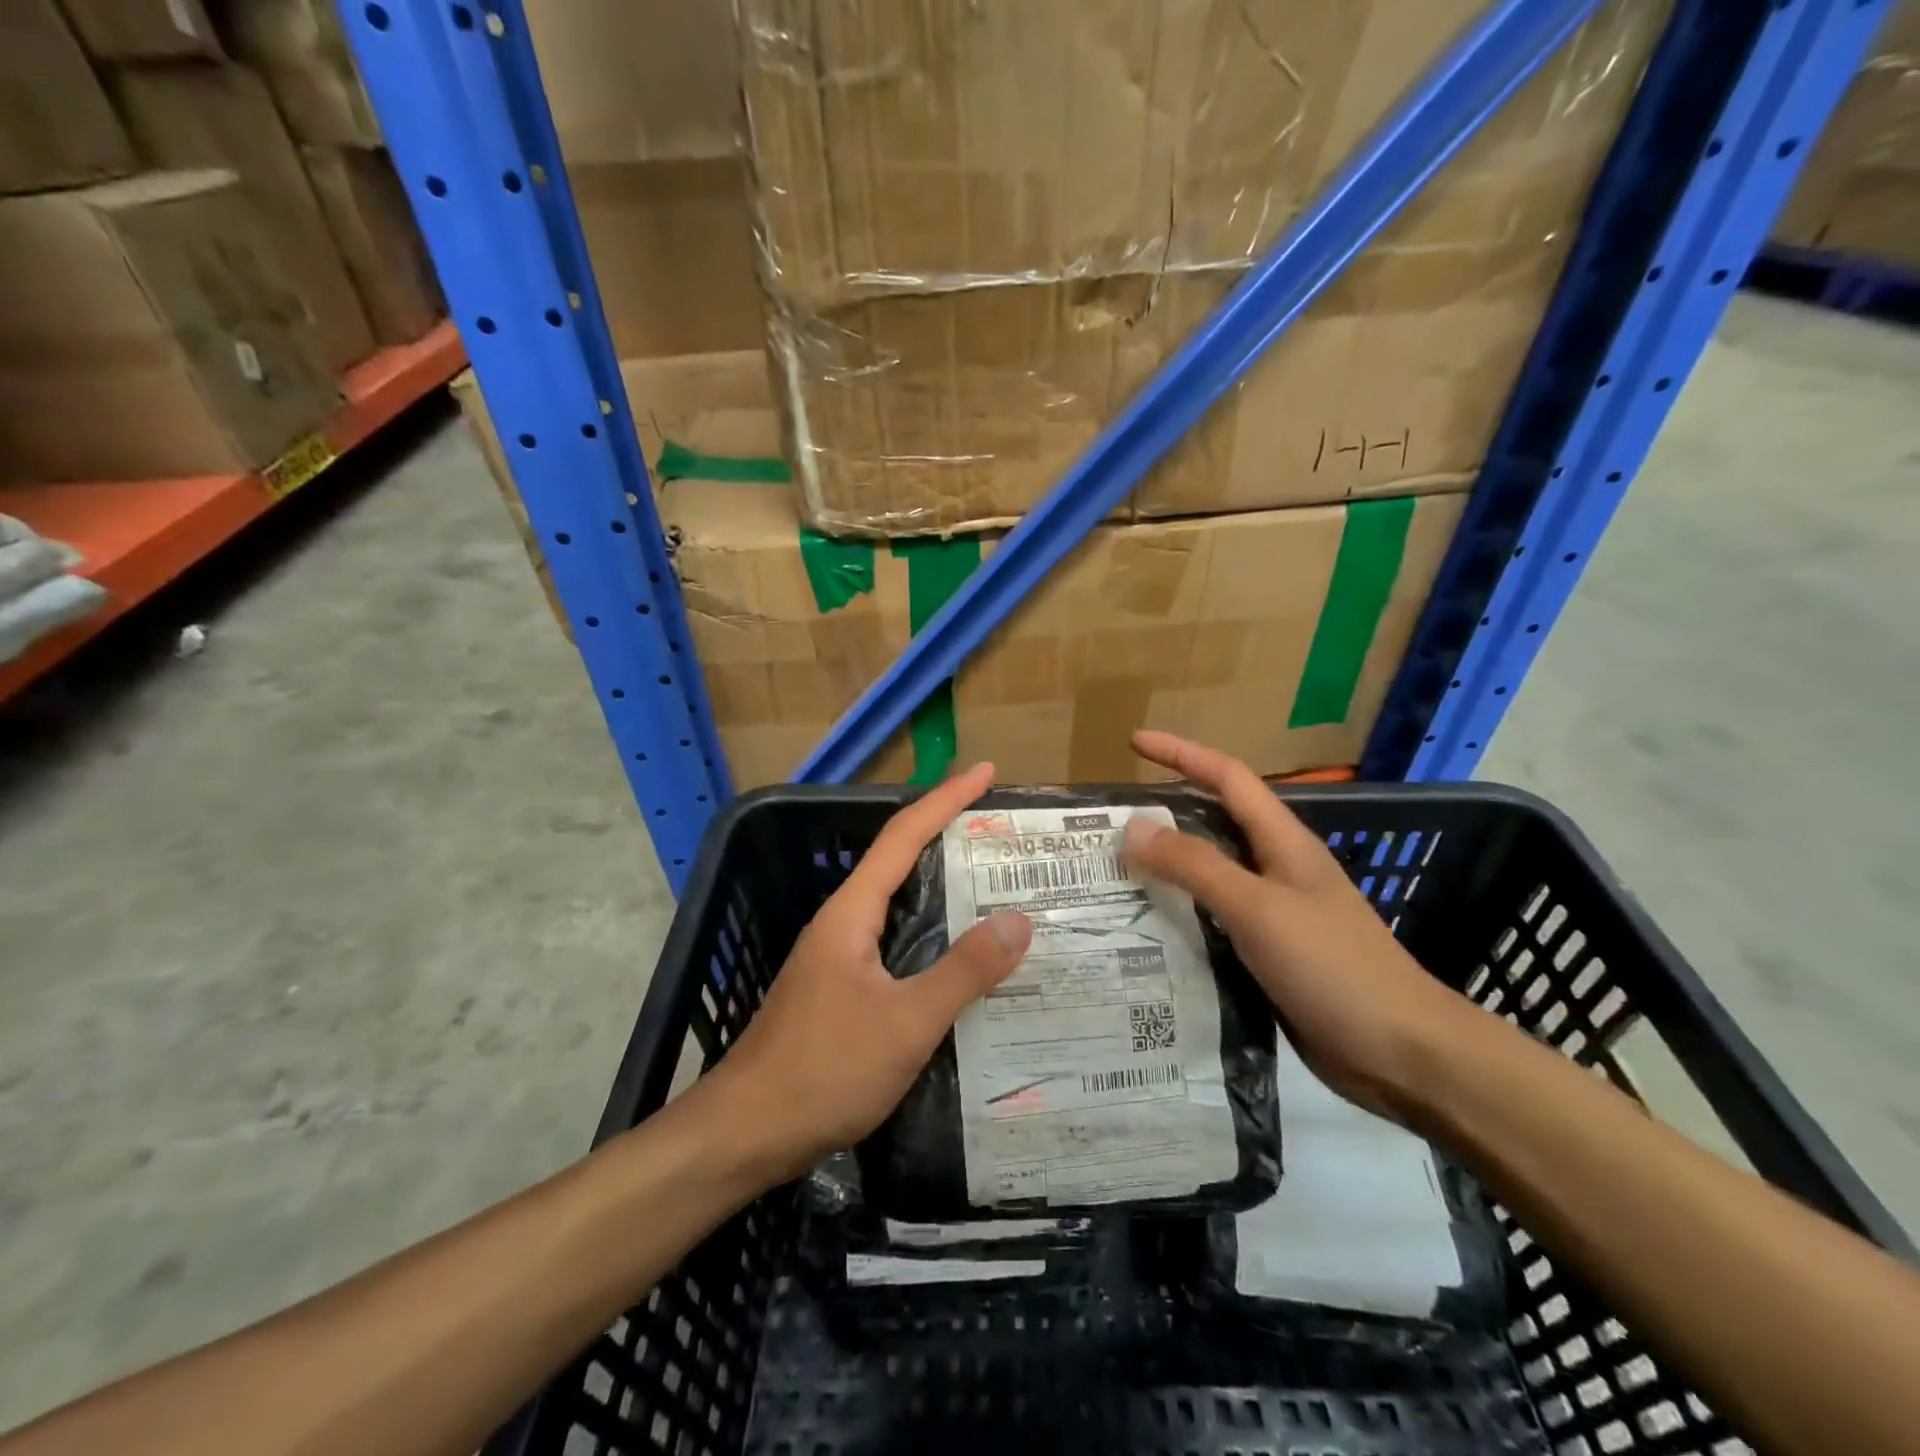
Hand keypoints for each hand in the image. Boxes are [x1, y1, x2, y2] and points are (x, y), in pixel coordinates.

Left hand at [708, 762, 1032, 1180]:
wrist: (746, 1133)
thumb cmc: (824, 1070)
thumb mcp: (906, 1022)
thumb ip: (963, 971)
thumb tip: (1018, 921)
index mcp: (852, 913)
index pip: (904, 836)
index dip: (946, 799)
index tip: (985, 773)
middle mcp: (843, 924)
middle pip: (901, 863)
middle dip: (949, 838)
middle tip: (1005, 836)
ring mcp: (839, 959)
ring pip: (900, 908)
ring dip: (944, 891)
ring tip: (998, 892)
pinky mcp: (842, 992)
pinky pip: (897, 946)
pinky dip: (934, 938)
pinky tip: (963, 963)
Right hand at [1123, 731, 1472, 1118]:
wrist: (1402, 1054)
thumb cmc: (1333, 967)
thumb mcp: (1258, 908)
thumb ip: (1196, 865)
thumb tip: (1133, 825)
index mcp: (1283, 842)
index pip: (1227, 777)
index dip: (1181, 753)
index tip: (1134, 743)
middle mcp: (1277, 869)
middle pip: (1214, 822)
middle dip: (1164, 812)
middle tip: (1108, 822)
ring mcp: (1274, 913)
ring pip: (1210, 874)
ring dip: (1166, 867)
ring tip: (1113, 873)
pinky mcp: (1269, 954)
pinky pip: (1213, 919)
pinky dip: (1178, 914)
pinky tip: (1145, 930)